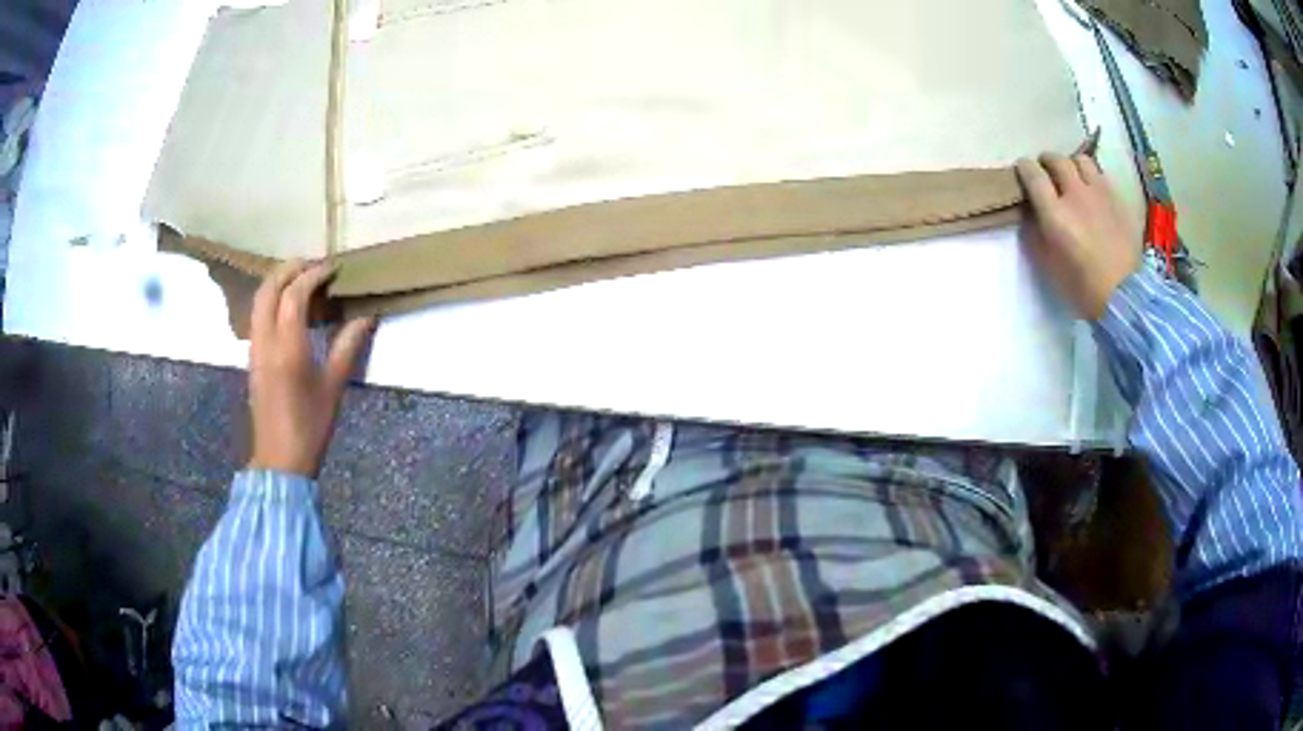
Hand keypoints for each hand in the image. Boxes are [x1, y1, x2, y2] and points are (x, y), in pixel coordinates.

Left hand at [248, 260, 375, 476]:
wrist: (280, 460)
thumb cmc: (310, 426)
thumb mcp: (333, 388)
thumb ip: (348, 347)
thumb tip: (366, 316)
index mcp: (288, 348)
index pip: (294, 296)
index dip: (313, 276)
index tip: (332, 269)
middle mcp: (266, 342)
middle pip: (268, 289)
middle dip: (289, 269)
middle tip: (312, 264)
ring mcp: (255, 349)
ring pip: (258, 301)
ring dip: (277, 282)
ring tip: (300, 279)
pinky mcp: (252, 358)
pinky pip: (257, 316)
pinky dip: (271, 300)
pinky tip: (287, 308)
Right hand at [1016, 153, 1140, 319]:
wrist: (1125, 297)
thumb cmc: (1083, 288)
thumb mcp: (1049, 265)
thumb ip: (1036, 234)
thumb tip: (1030, 213)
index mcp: (1055, 213)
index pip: (1032, 174)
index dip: (1024, 169)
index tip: (1023, 172)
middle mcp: (1076, 194)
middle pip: (1057, 160)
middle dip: (1047, 162)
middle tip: (1046, 171)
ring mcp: (1100, 194)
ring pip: (1081, 161)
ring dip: (1072, 165)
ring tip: (1073, 177)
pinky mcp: (1118, 199)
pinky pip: (1101, 176)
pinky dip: (1093, 178)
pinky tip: (1094, 193)